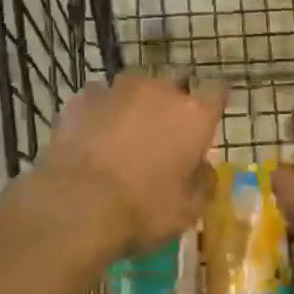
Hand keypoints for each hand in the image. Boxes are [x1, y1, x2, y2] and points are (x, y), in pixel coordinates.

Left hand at [38, 73, 224, 253]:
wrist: (77, 205)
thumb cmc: (144, 208)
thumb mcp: (188, 209)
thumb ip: (203, 182)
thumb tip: (203, 169)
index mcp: (194, 114)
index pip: (217, 90)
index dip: (212, 103)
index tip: (206, 118)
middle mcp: (160, 90)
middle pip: (174, 84)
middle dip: (171, 104)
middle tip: (163, 134)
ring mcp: (119, 89)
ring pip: (135, 86)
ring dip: (135, 104)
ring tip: (124, 132)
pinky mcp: (84, 97)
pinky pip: (100, 97)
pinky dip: (101, 111)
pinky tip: (93, 134)